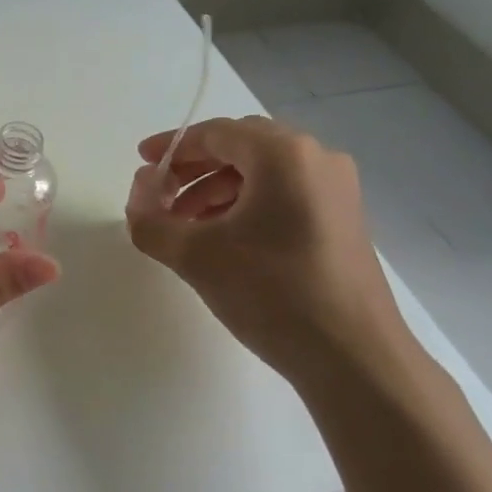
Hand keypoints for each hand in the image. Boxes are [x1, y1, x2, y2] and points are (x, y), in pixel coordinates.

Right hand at [125, 116, 410, 382]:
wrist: (354, 358)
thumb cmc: (272, 293)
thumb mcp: (196, 256)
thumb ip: (151, 220)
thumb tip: (138, 196)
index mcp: (284, 154)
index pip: (215, 133)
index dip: (171, 147)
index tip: (141, 165)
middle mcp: (316, 158)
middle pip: (241, 147)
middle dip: (194, 169)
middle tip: (160, 196)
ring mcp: (336, 189)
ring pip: (263, 173)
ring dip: (217, 190)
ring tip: (185, 226)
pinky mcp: (342, 219)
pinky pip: (284, 195)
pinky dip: (246, 206)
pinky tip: (223, 239)